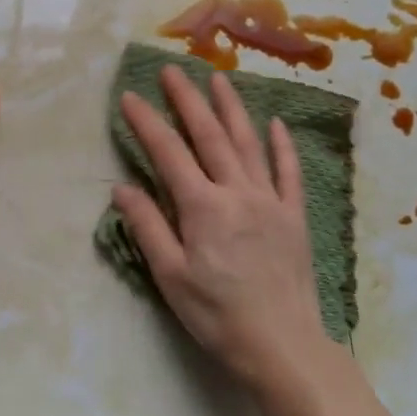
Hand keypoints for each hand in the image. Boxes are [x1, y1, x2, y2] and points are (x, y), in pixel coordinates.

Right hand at [111, 66, 330, 392]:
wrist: (283, 346)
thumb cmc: (218, 316)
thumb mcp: (171, 278)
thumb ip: (147, 228)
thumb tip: (122, 187)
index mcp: (203, 207)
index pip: (169, 153)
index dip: (147, 122)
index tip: (129, 96)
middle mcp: (237, 192)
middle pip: (209, 135)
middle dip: (187, 99)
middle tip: (172, 69)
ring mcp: (270, 200)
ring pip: (248, 142)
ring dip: (232, 107)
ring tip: (218, 78)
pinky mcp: (294, 215)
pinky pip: (289, 172)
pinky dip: (282, 145)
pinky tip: (276, 123)